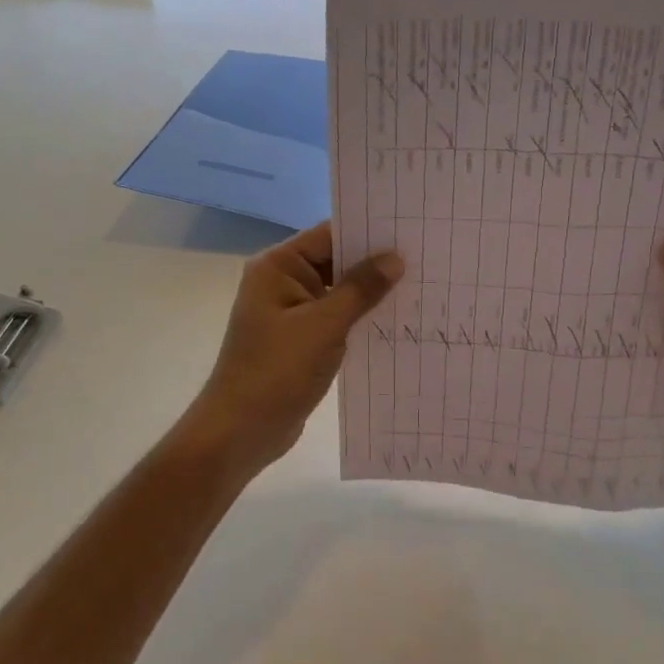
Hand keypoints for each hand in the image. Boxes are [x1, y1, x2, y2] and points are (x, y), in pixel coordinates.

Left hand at [189, 222, 402, 476]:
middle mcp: (281, 281)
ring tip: (419, 285)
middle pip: (334, 260)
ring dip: (369, 292)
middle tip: (424, 258)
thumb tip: (395, 258)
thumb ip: (360, 289)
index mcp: (278, 266)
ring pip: (337, 291)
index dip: (368, 232)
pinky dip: (359, 317)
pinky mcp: (299, 339)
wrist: (240, 432)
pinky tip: (394, 320)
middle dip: (374, 263)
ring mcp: (289, 311)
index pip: (328, 235)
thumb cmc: (277, 371)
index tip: (410, 231)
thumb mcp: (324, 326)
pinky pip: (334, 317)